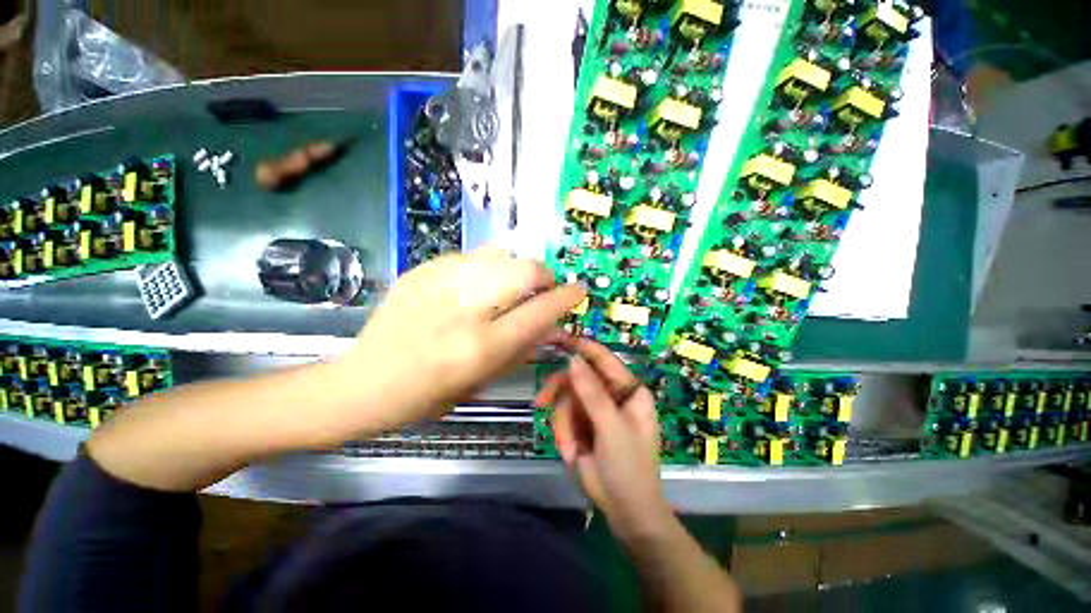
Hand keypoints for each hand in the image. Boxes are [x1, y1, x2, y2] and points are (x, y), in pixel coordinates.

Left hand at [333, 246, 584, 433]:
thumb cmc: (427, 396)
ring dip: (516, 267)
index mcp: (480, 347)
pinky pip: (471, 255)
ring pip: (500, 253)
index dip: (566, 297)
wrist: (363, 381)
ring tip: (510, 285)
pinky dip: (487, 267)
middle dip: (544, 275)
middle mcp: (464, 309)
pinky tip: (477, 284)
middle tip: (542, 288)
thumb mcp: (482, 381)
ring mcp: (440, 283)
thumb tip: (551, 322)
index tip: (578, 290)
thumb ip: (522, 348)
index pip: (539, 311)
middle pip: (524, 269)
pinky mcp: (422, 270)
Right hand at [537, 339, 673, 539]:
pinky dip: (562, 434)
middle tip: (541, 402)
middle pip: (577, 378)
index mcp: (628, 390)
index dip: (583, 347)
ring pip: (566, 399)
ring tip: (570, 449)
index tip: (559, 338)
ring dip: (563, 424)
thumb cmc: (628, 467)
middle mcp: (611, 394)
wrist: (626, 511)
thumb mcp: (611, 428)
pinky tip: (571, 454)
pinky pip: (563, 417)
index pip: (604, 359)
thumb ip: (592, 392)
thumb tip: (574, 359)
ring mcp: (595, 409)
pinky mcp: (582, 424)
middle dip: (560, 394)